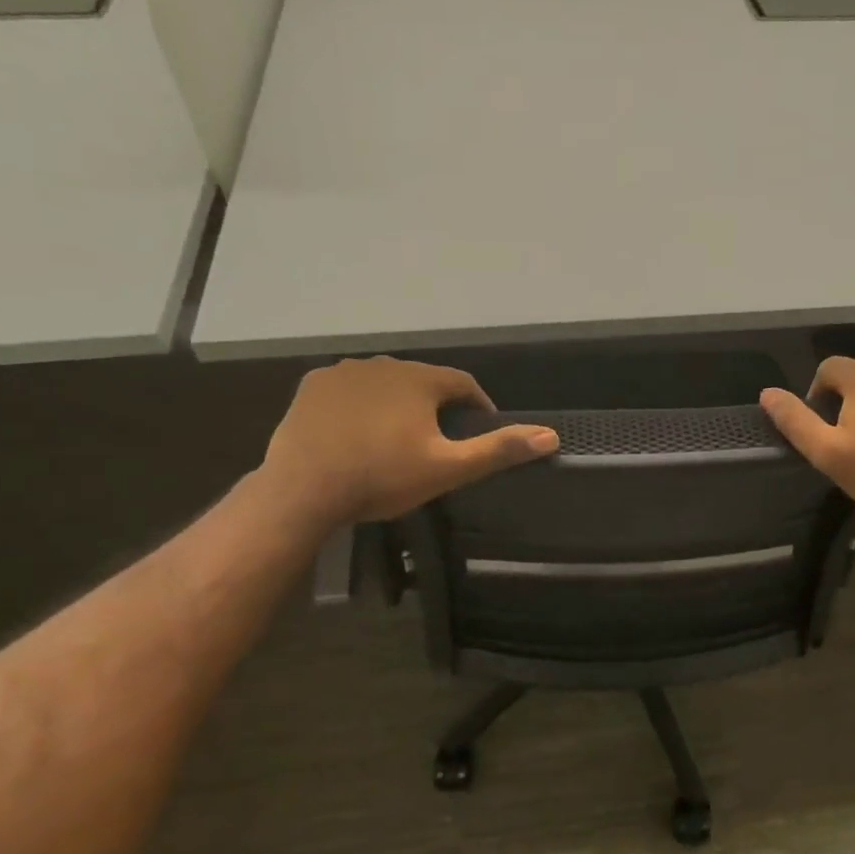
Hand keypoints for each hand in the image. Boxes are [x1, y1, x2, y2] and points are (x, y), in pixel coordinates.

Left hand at [257, 357, 557, 526]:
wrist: (304, 490)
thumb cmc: (382, 477)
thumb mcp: (448, 469)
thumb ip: (498, 449)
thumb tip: (551, 436)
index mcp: (420, 379)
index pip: (463, 383)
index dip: (477, 405)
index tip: (478, 429)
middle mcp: (384, 363)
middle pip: (422, 382)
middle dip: (434, 406)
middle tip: (435, 442)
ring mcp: (344, 371)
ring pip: (384, 383)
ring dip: (396, 403)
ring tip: (395, 438)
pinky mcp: (312, 385)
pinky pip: (348, 389)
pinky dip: (359, 404)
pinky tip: (355, 431)